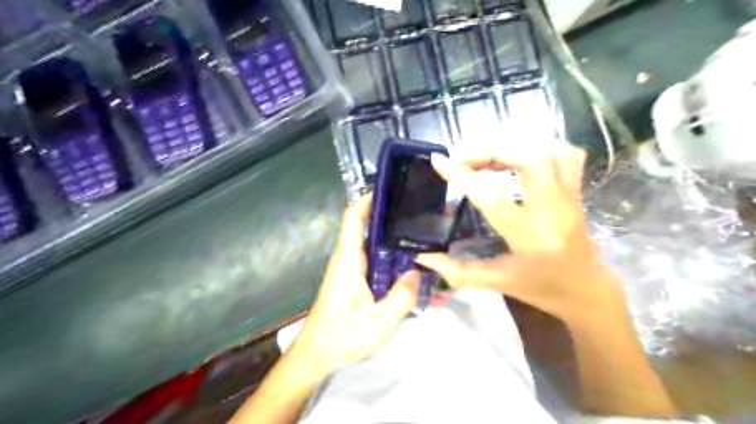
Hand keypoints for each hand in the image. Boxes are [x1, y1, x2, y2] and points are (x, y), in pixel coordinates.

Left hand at [293, 195, 418, 374]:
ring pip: (369, 241)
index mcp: (349, 259)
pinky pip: (372, 257)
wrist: (317, 354)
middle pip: (363, 225)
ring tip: (417, 229)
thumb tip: (418, 272)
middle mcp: (347, 258)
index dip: (368, 199)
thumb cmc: (342, 336)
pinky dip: (388, 252)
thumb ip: (402, 296)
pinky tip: (407, 258)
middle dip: (386, 214)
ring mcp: (349, 269)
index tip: (390, 189)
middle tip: (416, 209)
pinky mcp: (353, 279)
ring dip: (389, 233)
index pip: (353, 218)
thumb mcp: (379, 320)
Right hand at [416, 142, 622, 320]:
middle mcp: (553, 210)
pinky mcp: (576, 191)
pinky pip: (566, 155)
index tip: (439, 161)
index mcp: (529, 237)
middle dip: (490, 149)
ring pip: (548, 151)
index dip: (462, 175)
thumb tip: (422, 257)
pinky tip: (519, 157)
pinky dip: (540, 147)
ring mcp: (569, 197)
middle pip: (528, 157)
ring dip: (512, 145)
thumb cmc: (541, 289)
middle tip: (464, 158)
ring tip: (486, 156)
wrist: (588, 291)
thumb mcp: (496, 283)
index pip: (491, 197)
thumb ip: (456, 270)